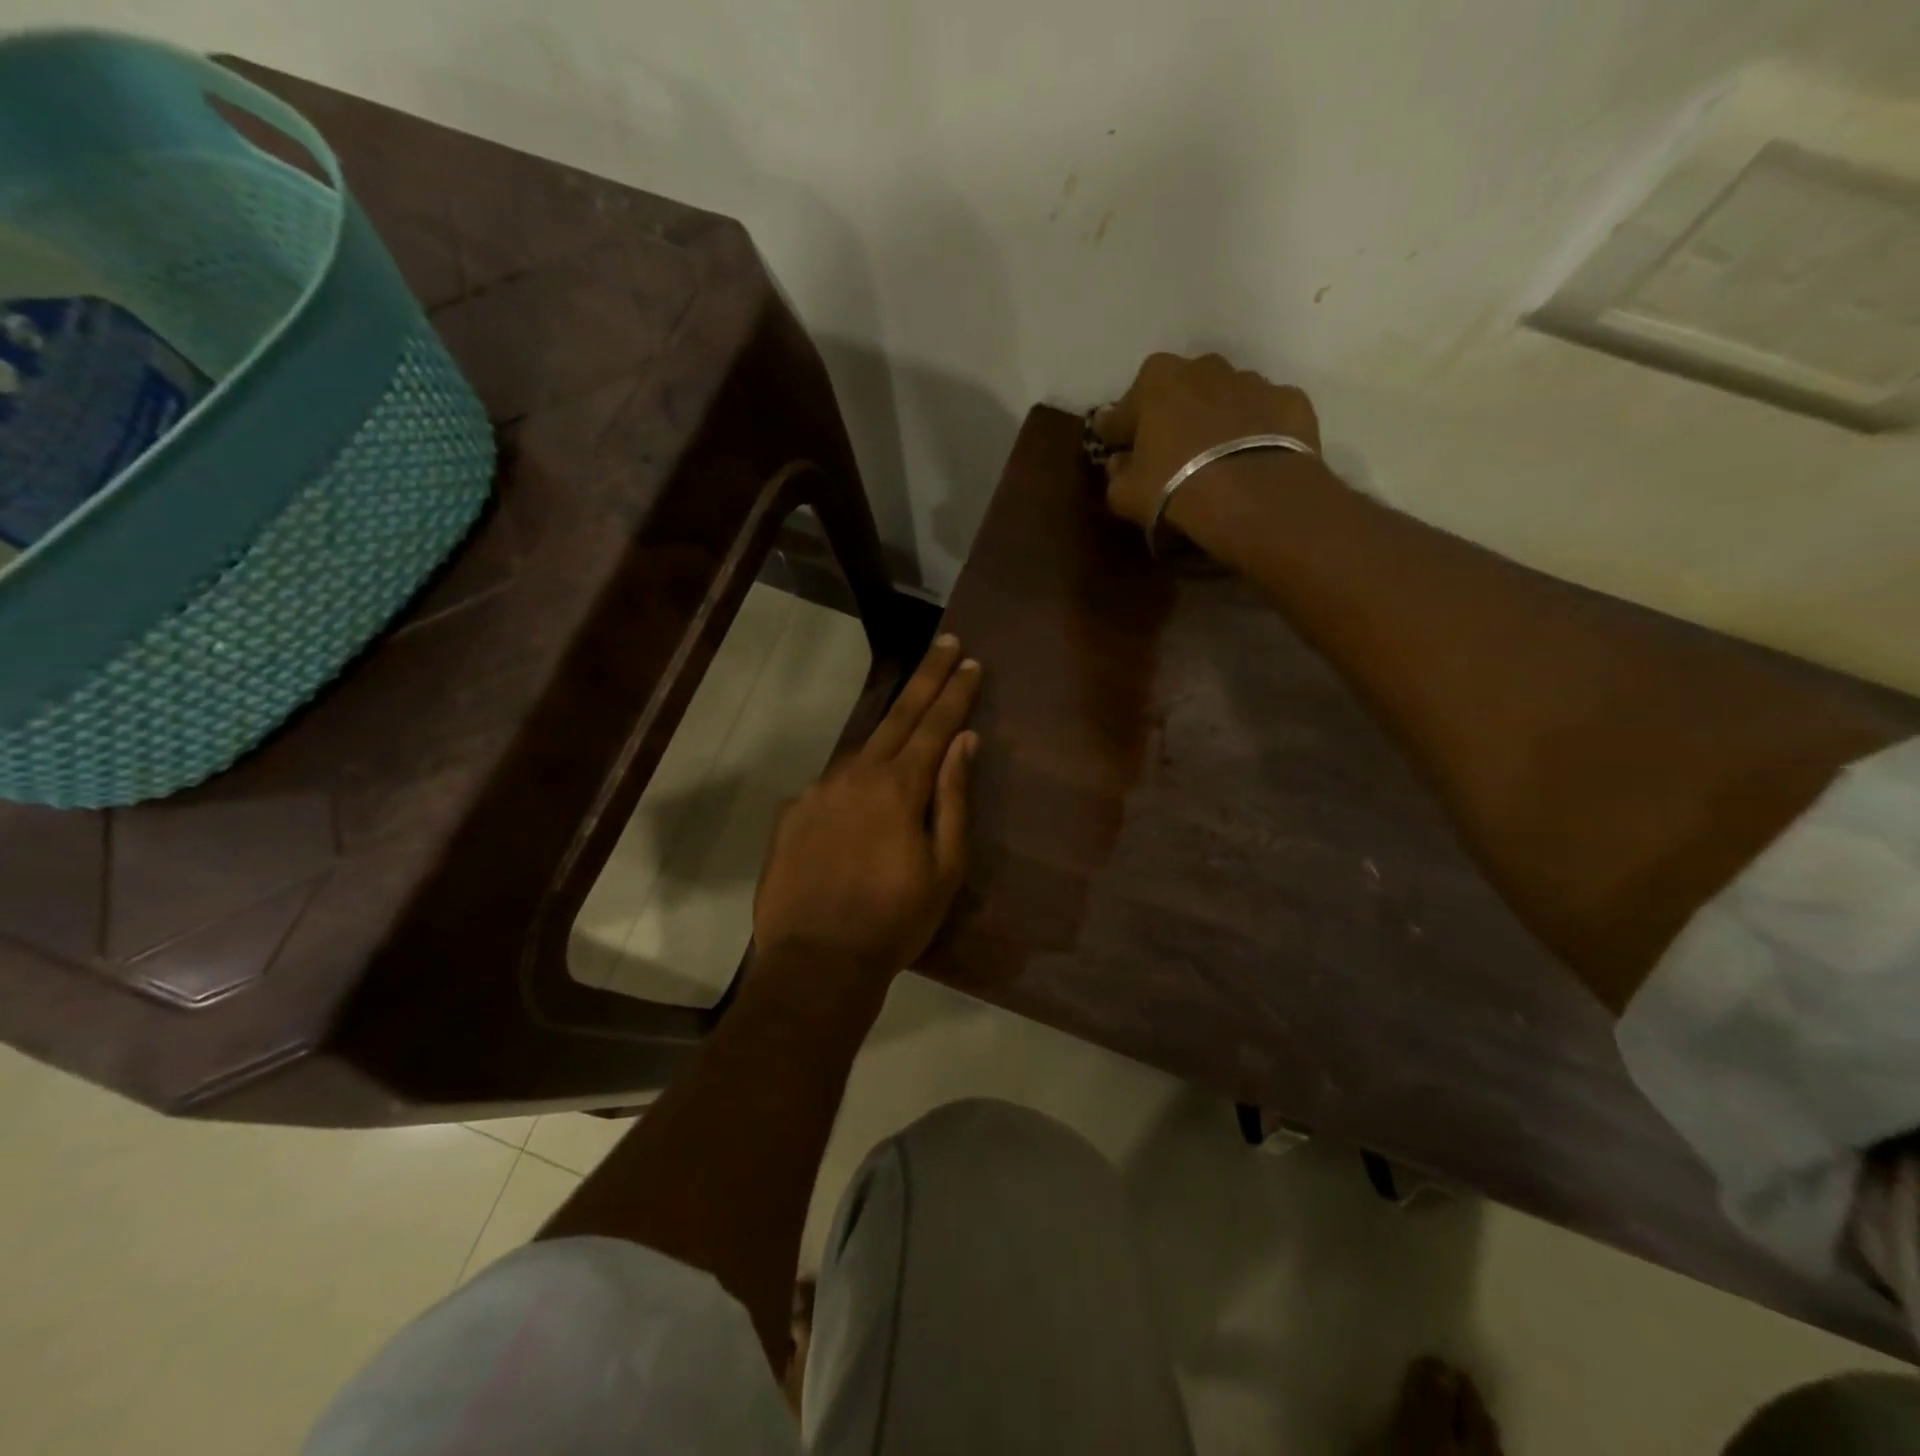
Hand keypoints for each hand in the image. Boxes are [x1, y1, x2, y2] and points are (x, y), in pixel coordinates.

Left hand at [752, 634, 980, 974]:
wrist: (817, 961)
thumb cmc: (895, 920)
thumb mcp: (945, 867)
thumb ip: (954, 798)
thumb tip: (964, 742)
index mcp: (899, 787)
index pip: (935, 725)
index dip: (955, 692)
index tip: (970, 661)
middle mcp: (856, 774)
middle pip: (898, 716)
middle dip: (926, 678)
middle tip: (945, 645)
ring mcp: (818, 790)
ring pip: (862, 749)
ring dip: (889, 732)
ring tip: (909, 723)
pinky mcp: (792, 812)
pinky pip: (832, 785)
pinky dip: (854, 780)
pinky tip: (860, 801)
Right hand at [1092, 352, 1321, 531]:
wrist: (1255, 496)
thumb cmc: (1176, 488)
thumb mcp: (1125, 494)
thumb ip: (1117, 473)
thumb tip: (1120, 463)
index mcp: (1156, 380)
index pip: (1124, 408)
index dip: (1117, 432)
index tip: (1115, 448)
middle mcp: (1204, 367)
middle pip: (1179, 390)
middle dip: (1172, 415)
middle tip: (1169, 451)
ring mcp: (1252, 380)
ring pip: (1225, 398)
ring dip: (1216, 420)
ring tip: (1215, 458)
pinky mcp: (1290, 400)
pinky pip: (1264, 415)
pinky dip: (1256, 431)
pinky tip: (1251, 459)